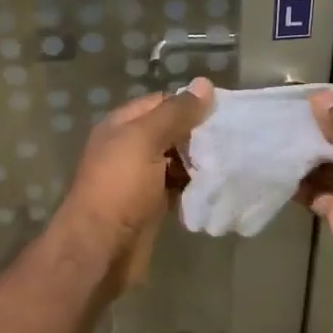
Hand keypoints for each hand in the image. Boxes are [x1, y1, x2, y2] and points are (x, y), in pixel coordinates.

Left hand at [55, 77, 213, 290]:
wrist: (100, 248)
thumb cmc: (120, 187)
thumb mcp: (145, 140)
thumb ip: (175, 113)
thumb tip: (205, 84)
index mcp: (121, 125)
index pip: (161, 103)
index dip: (189, 104)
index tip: (223, 112)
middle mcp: (129, 147)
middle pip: (170, 131)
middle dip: (198, 134)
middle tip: (232, 139)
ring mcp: (139, 178)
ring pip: (176, 160)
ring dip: (199, 162)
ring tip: (230, 163)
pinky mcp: (150, 204)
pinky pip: (177, 187)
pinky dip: (193, 187)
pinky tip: (216, 188)